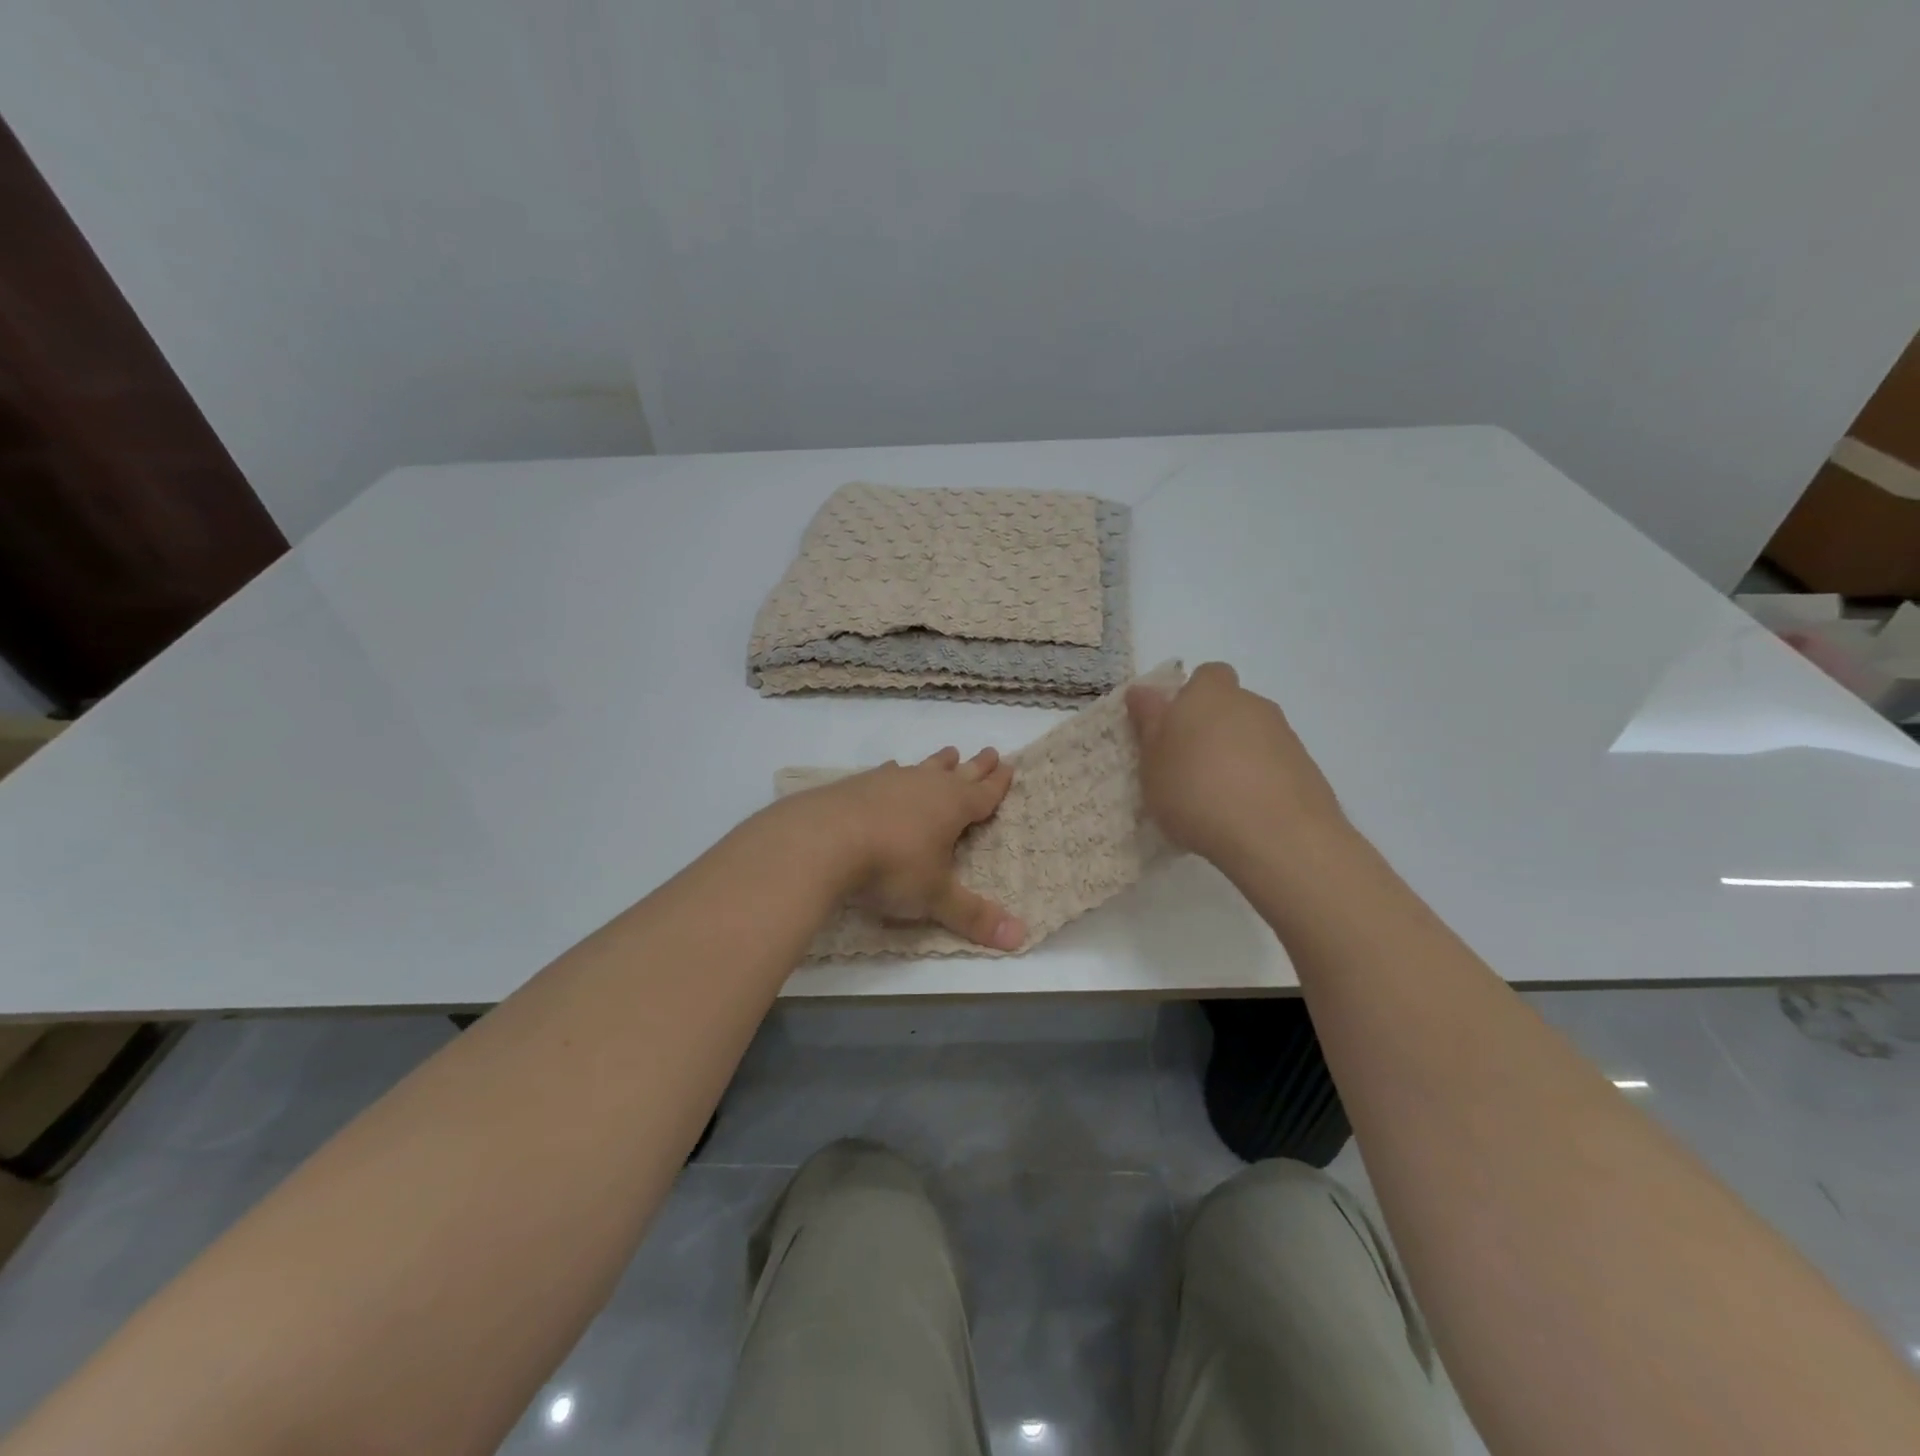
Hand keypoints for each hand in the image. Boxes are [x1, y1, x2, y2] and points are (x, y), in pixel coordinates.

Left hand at [803, 747, 1025, 949]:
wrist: (823, 840)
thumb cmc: (892, 867)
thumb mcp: (935, 897)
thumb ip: (973, 916)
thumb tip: (1020, 938)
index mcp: (952, 807)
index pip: (984, 794)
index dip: (998, 784)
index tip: (1009, 766)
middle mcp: (925, 786)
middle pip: (958, 773)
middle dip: (976, 766)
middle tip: (991, 751)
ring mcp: (890, 782)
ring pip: (923, 768)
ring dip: (938, 763)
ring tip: (949, 753)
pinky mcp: (858, 785)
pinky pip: (887, 774)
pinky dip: (895, 773)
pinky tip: (891, 770)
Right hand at [1126, 662, 1346, 865]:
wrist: (1278, 836)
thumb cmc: (1196, 790)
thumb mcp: (1152, 761)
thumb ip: (1148, 723)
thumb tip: (1143, 691)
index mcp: (1209, 694)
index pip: (1204, 676)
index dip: (1188, 697)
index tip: (1171, 730)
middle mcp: (1251, 704)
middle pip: (1228, 706)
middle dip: (1210, 729)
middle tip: (1186, 768)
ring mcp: (1284, 736)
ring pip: (1251, 737)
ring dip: (1234, 757)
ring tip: (1215, 798)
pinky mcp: (1306, 769)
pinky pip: (1272, 766)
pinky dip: (1258, 781)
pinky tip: (1244, 814)